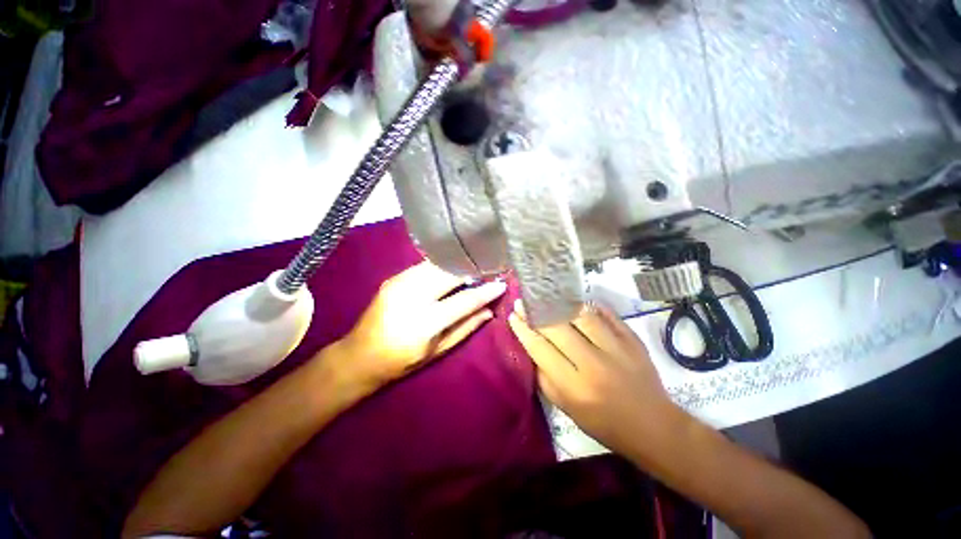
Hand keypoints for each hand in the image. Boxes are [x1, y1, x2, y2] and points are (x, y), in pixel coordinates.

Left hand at [334, 260, 505, 394]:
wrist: (359, 355)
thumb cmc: (402, 361)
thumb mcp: (438, 351)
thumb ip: (465, 328)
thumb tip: (489, 312)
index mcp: (424, 322)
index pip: (463, 301)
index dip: (485, 292)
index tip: (501, 284)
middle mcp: (411, 297)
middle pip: (450, 274)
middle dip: (472, 270)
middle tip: (488, 271)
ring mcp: (399, 283)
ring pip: (437, 265)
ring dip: (457, 265)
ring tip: (472, 268)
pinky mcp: (393, 277)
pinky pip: (425, 266)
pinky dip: (442, 266)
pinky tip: (451, 269)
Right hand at [508, 301, 677, 453]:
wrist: (653, 426)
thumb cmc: (603, 423)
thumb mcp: (566, 408)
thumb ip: (545, 376)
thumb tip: (531, 346)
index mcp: (574, 386)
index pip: (540, 348)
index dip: (524, 329)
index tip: (513, 315)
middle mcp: (593, 363)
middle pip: (557, 327)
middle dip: (536, 312)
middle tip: (525, 302)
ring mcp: (616, 348)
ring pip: (581, 315)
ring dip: (560, 304)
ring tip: (547, 298)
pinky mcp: (632, 340)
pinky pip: (606, 314)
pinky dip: (589, 306)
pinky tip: (576, 302)